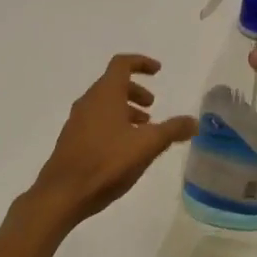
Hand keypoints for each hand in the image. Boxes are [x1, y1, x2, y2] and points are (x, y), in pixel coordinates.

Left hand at [30, 55, 197, 226]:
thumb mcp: (147, 146)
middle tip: (152, 107)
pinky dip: (113, 124)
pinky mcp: (72, 140)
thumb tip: (194, 121)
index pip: (122, 64)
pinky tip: (124, 149)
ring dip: (125, 110)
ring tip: (143, 130)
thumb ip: (172, 130)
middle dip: (135, 91)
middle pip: (113, 84)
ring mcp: (77, 121)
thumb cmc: (107, 162)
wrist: (63, 193)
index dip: (141, 63)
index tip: (158, 71)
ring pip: (104, 105)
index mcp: (105, 94)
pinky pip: (96, 122)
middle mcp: (88, 102)